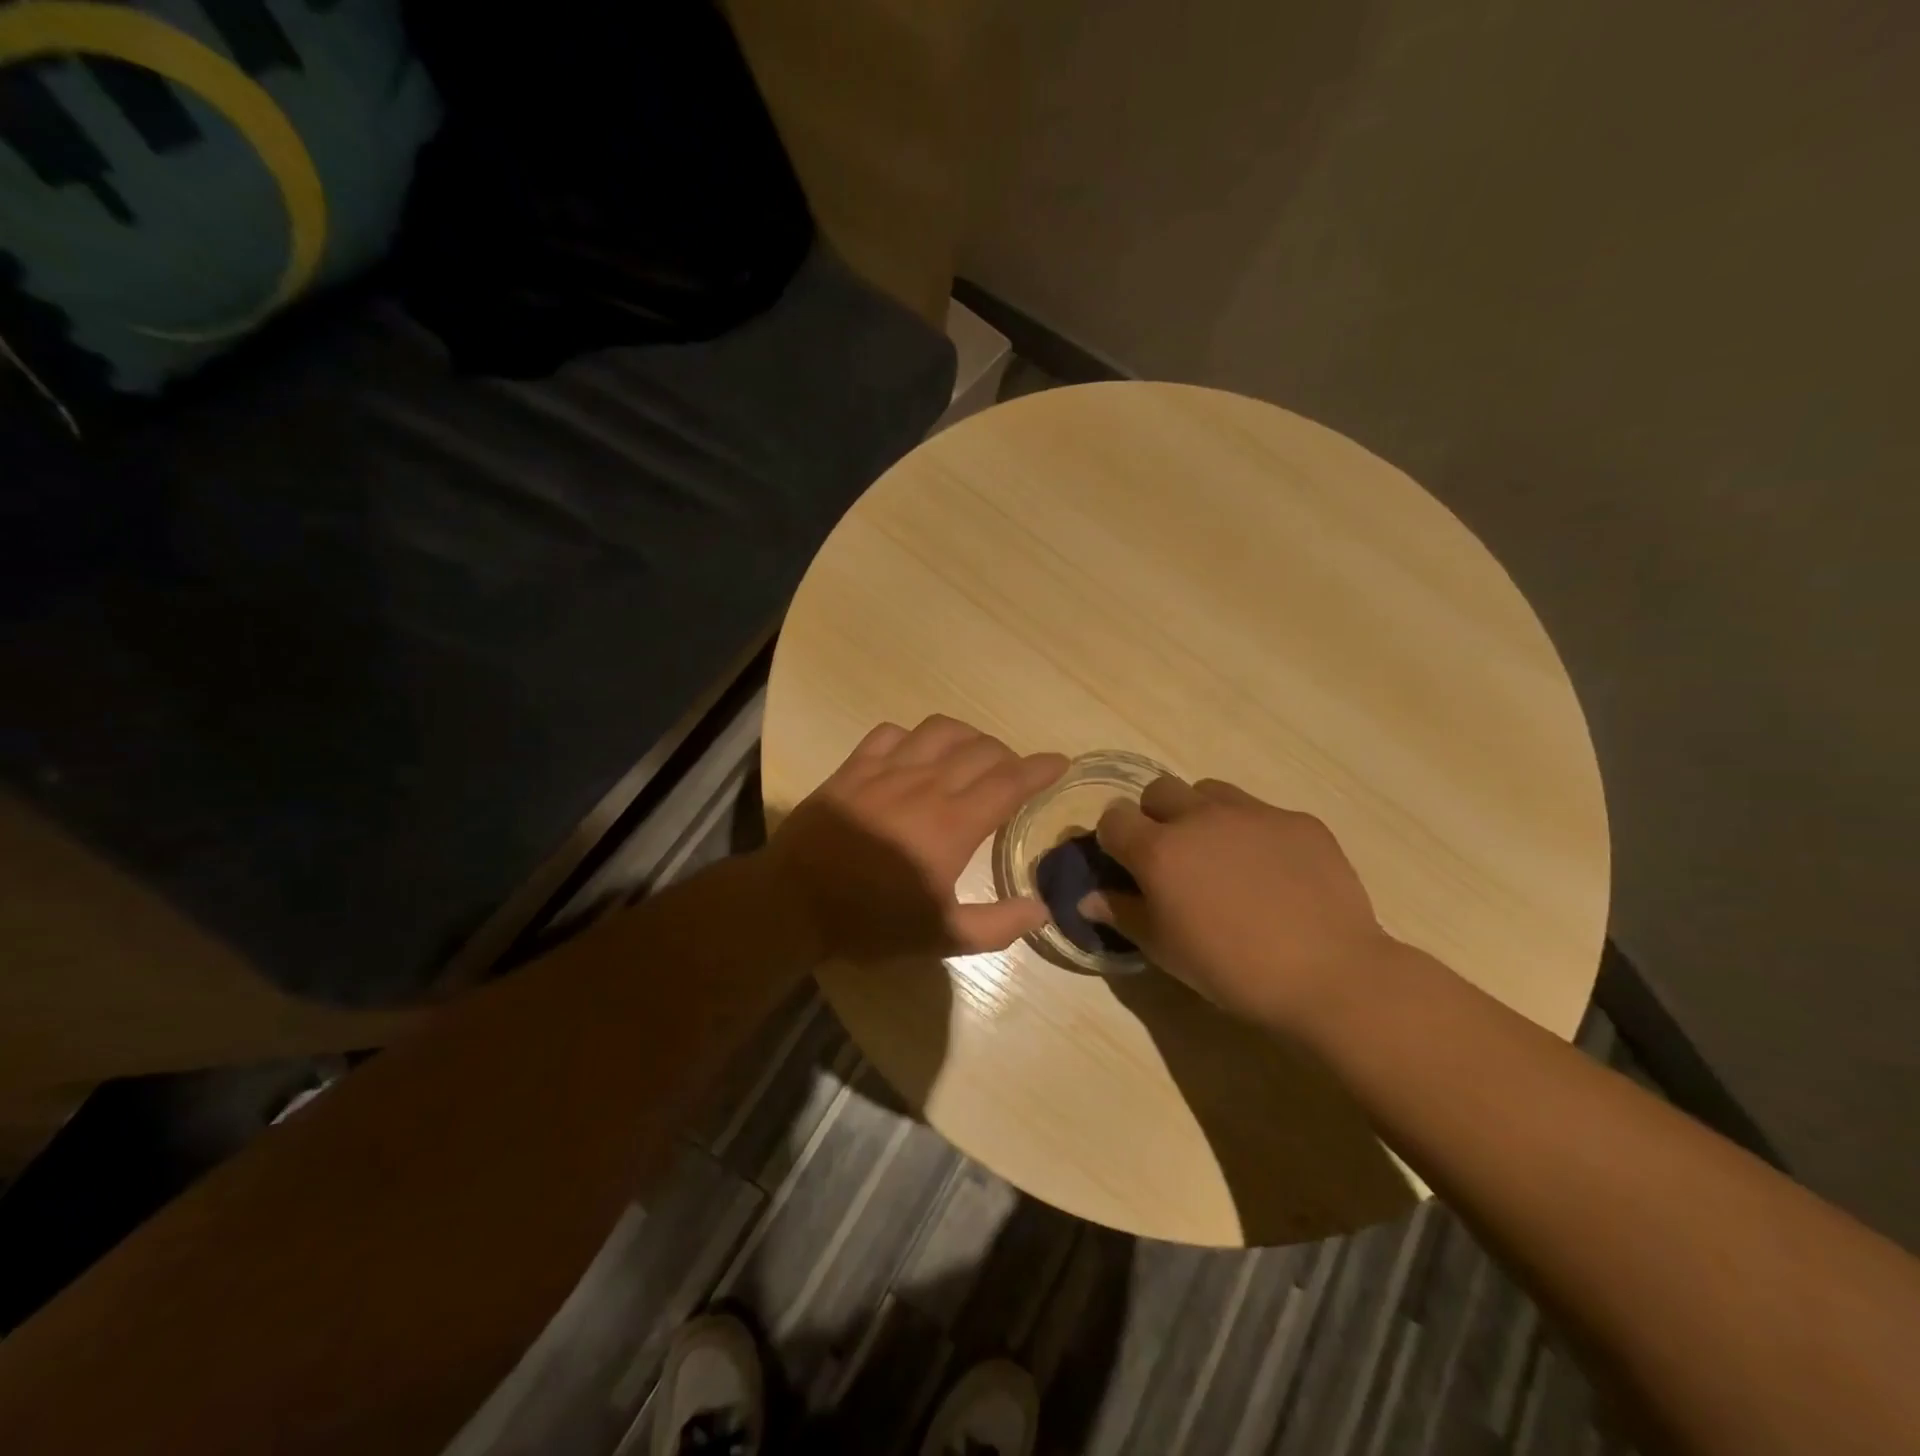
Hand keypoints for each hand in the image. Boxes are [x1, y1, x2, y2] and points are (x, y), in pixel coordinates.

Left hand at [764, 716, 1068, 961]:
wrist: (795, 902)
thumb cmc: (871, 921)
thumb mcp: (941, 937)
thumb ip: (998, 926)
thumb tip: (1042, 908)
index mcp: (954, 824)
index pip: (1011, 781)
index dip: (1041, 768)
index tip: (1059, 762)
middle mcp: (927, 784)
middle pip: (982, 749)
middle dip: (1008, 756)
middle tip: (1012, 776)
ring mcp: (887, 769)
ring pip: (941, 730)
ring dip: (967, 737)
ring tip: (971, 756)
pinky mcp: (854, 766)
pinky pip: (891, 732)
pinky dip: (913, 736)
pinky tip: (914, 755)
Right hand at [1086, 776, 1400, 1033]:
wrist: (1329, 975)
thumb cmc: (1231, 970)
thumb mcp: (1165, 950)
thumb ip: (1123, 913)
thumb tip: (1089, 896)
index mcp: (1160, 849)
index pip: (1113, 818)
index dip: (1114, 839)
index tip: (1126, 864)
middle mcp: (1200, 817)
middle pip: (1158, 790)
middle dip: (1154, 816)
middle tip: (1173, 857)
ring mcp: (1253, 813)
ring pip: (1209, 791)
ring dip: (1202, 814)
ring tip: (1222, 856)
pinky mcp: (1297, 820)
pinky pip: (1260, 812)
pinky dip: (1252, 832)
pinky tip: (1273, 872)